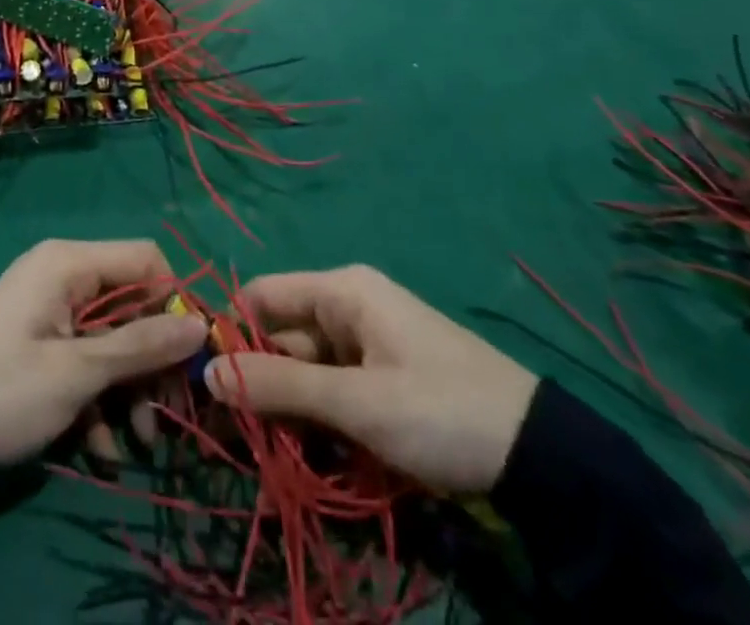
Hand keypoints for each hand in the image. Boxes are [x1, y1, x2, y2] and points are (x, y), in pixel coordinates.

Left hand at [0, 239, 208, 467]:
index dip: (174, 303)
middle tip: (170, 413)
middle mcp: (63, 275)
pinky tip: (100, 449)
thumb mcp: (76, 373)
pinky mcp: (43, 343)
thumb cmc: (5, 391)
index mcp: (69, 263)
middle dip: (153, 360)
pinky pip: (87, 359)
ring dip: (130, 389)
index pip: (146, 260)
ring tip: (137, 443)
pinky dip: (99, 398)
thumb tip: (200, 325)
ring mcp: (51, 310)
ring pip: (114, 338)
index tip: (191, 356)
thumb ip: (140, 345)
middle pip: (133, 304)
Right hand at [205, 266, 538, 493]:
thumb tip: (207, 372)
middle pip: (281, 336)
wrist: (543, 458)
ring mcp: (366, 344)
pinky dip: (317, 419)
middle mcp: (347, 307)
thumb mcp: (357, 402)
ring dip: (286, 410)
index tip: (209, 385)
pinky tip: (307, 456)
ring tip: (269, 458)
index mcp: (340, 291)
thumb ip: (280, 385)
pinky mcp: (381, 378)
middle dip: (258, 382)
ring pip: (304, 369)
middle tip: (234, 437)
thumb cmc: (440, 410)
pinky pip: (332, 390)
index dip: (232, 333)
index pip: (262, 296)